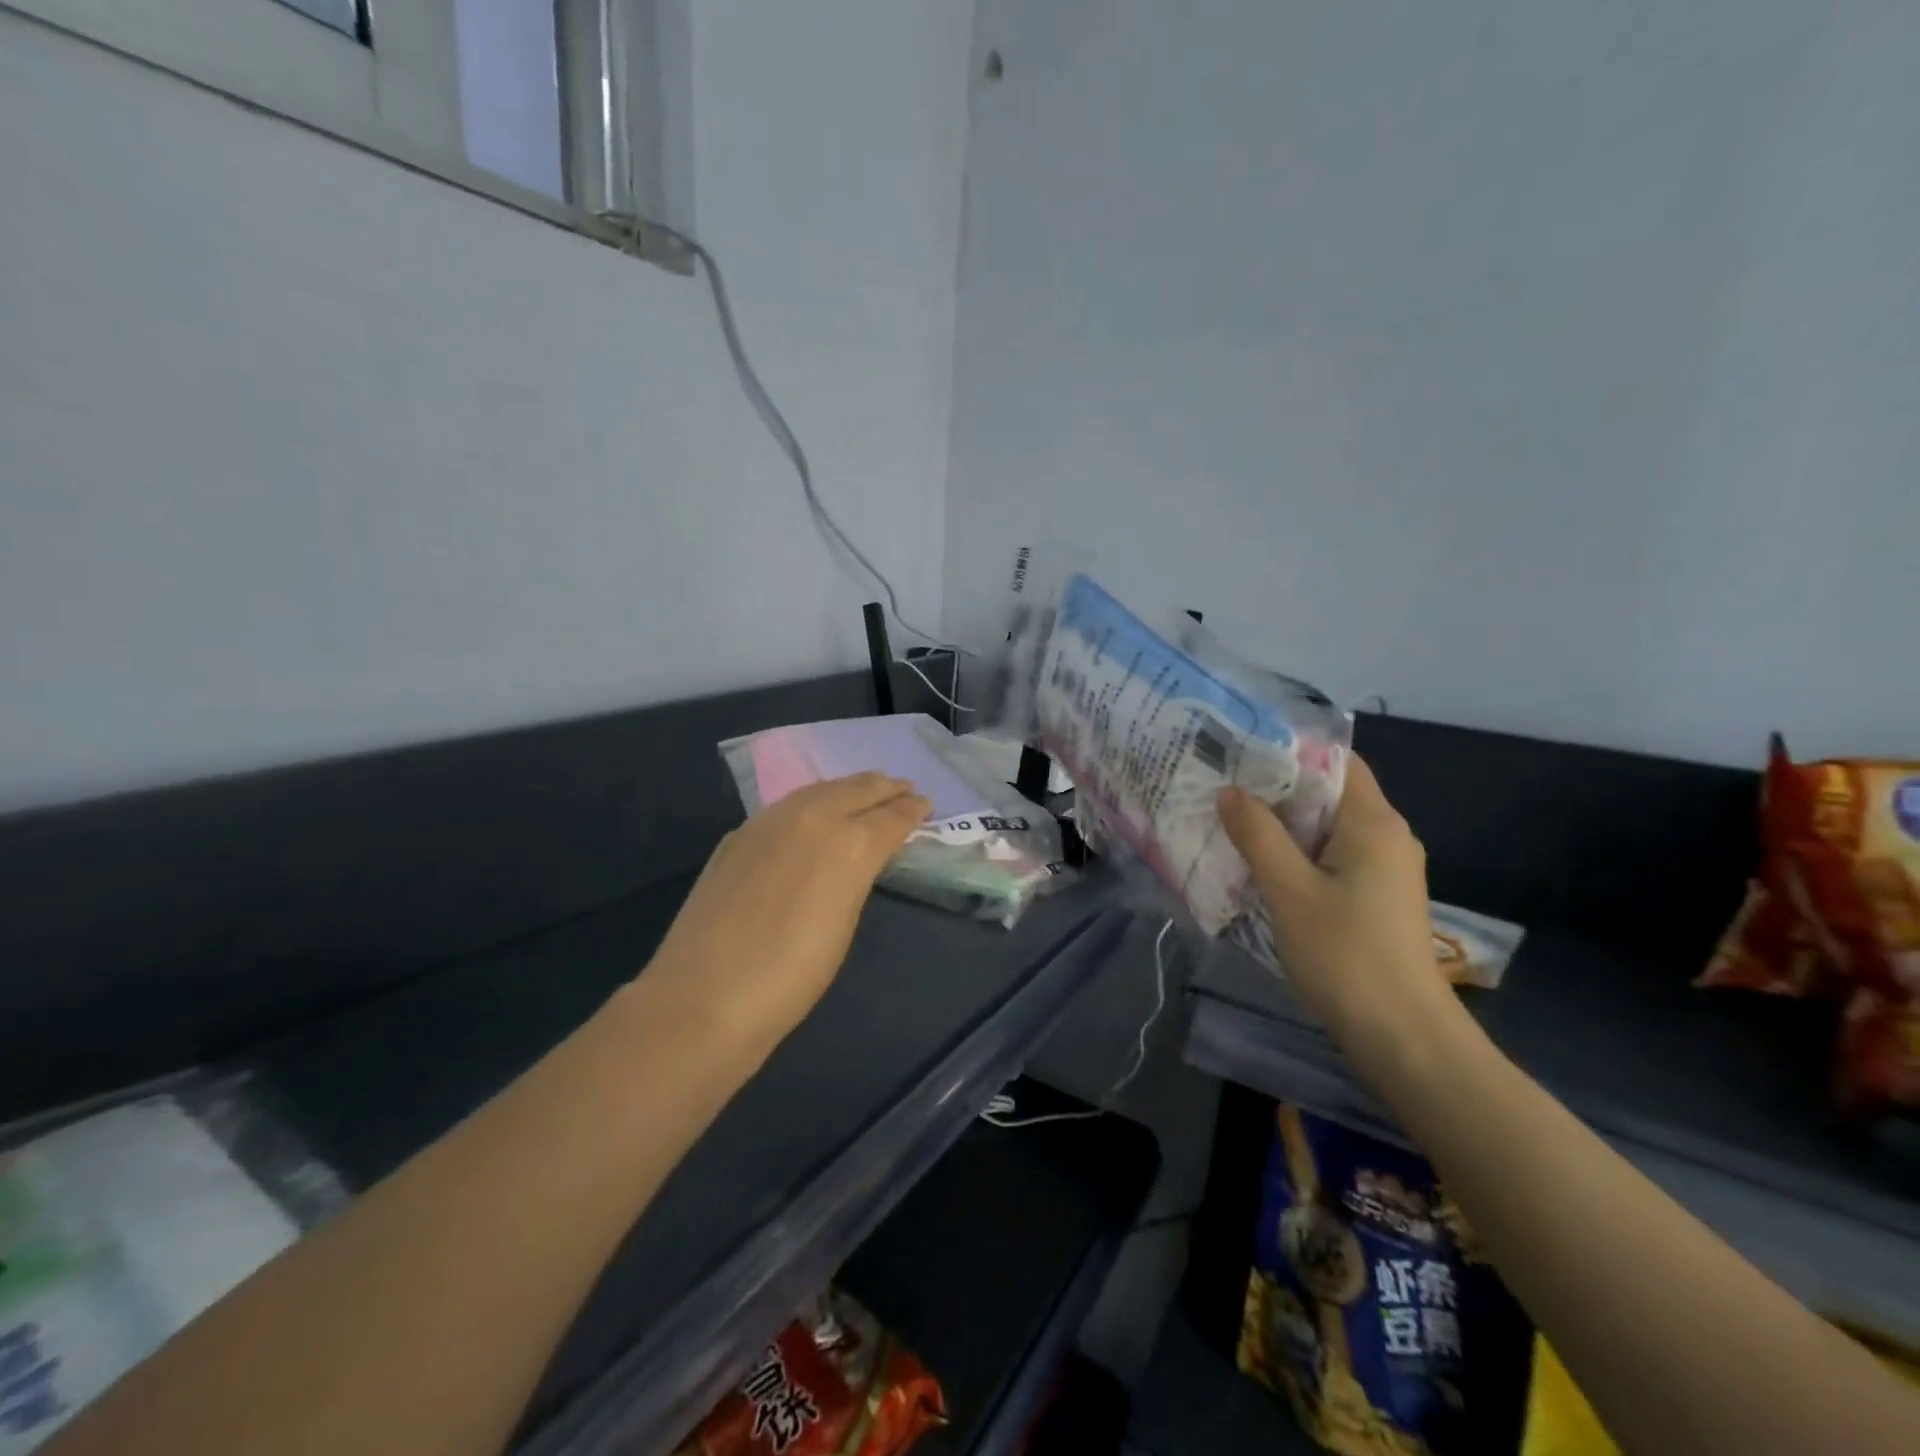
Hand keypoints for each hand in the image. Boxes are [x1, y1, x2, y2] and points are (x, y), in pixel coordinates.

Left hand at [637, 773, 930, 1053]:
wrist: (706, 995)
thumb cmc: (792, 976)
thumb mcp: (844, 924)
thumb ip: (857, 876)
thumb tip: (862, 856)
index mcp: (849, 844)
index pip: (891, 815)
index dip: (912, 810)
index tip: (925, 805)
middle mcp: (813, 818)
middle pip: (858, 788)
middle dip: (886, 788)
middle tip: (905, 789)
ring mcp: (771, 820)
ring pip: (821, 788)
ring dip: (849, 787)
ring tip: (866, 791)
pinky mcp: (741, 832)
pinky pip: (789, 803)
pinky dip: (814, 800)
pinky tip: (815, 811)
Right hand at [1218, 755, 1461, 1063]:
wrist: (1404, 1038)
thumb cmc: (1346, 955)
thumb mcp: (1289, 891)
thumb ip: (1258, 835)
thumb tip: (1230, 791)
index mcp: (1373, 823)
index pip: (1336, 760)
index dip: (1289, 751)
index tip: (1239, 754)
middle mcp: (1387, 836)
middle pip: (1328, 793)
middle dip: (1275, 789)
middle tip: (1222, 788)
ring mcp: (1385, 869)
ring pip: (1327, 828)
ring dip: (1282, 825)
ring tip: (1230, 823)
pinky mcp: (1377, 897)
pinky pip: (1332, 857)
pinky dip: (1297, 854)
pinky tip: (1260, 867)